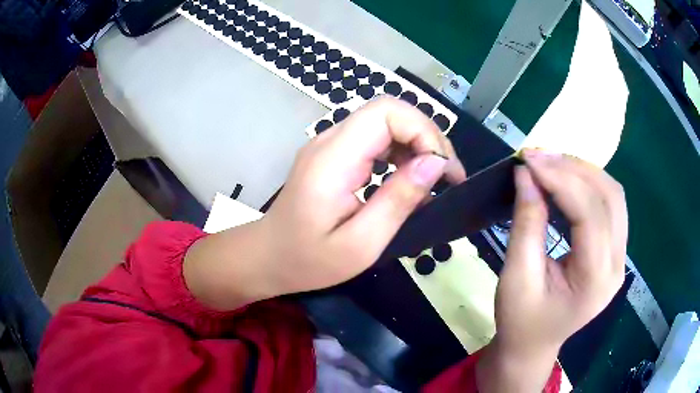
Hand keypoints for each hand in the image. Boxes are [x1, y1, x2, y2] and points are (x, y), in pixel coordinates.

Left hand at [185, 97, 465, 310]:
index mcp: (333, 159)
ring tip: (436, 181)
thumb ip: (397, 201)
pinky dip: (402, 154)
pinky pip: (376, 140)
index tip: (443, 170)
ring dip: (417, 145)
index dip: (423, 131)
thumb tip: (435, 164)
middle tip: (448, 177)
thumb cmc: (308, 260)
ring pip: (386, 123)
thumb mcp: (360, 244)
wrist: (268, 257)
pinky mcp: (335, 155)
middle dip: (427, 138)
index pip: (386, 112)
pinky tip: (410, 181)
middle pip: (389, 112)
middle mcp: (330, 140)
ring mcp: (331, 145)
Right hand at [477, 149, 627, 391]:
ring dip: (583, 172)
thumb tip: (526, 175)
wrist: (532, 346)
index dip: (560, 180)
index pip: (589, 215)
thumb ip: (526, 224)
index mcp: (595, 281)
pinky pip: (609, 205)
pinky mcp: (614, 251)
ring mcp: (619, 257)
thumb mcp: (516, 277)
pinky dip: (588, 184)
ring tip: (551, 162)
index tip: (528, 160)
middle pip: (609, 198)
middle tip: (538, 156)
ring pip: (613, 196)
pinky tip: (566, 179)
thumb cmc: (520, 321)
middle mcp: (617, 265)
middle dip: (574, 169)